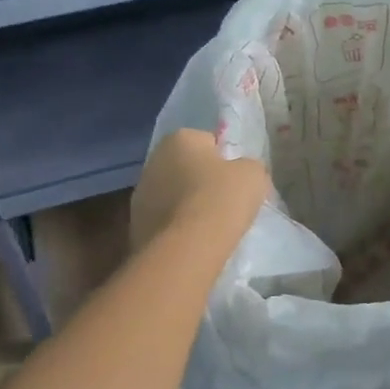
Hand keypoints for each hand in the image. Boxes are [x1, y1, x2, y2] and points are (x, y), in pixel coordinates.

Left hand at [130, 131, 268, 251]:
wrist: (186, 249)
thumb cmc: (221, 200)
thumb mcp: (253, 175)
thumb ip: (249, 166)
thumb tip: (242, 172)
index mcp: (180, 139)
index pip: (208, 142)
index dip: (226, 161)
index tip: (236, 181)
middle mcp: (153, 160)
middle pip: (186, 167)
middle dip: (202, 181)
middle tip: (225, 202)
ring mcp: (140, 194)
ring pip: (172, 194)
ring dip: (186, 204)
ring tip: (209, 226)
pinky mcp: (135, 224)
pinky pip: (164, 220)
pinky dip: (176, 227)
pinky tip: (193, 241)